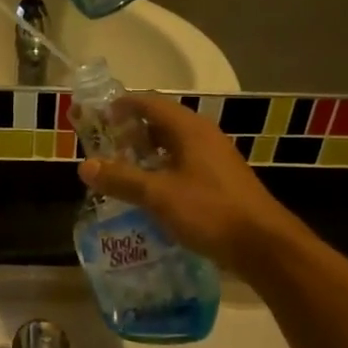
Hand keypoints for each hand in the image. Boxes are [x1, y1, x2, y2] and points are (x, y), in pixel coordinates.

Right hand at [78, 94, 305, 275]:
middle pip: (161, 123)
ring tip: (121, 171)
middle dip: (130, 133)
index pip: (149, 103)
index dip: (121, 106)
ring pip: (173, 146)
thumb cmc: (209, 211)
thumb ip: (121, 179)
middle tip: (103, 148)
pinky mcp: (220, 180)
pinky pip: (184, 165)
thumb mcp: (158, 195)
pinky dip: (162, 171)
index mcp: (189, 128)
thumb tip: (85, 166)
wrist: (263, 245)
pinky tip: (150, 194)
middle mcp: (203, 136)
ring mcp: (215, 158)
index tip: (97, 118)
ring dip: (146, 154)